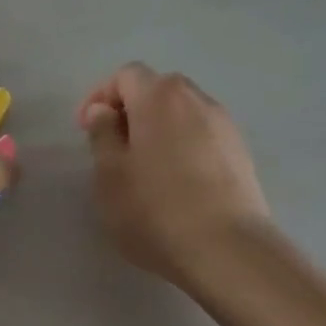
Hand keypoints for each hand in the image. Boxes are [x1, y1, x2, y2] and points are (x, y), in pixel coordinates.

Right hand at [77, 64, 270, 288]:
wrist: (226, 249)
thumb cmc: (154, 209)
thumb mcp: (109, 175)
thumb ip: (102, 134)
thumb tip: (104, 111)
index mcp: (159, 97)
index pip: (125, 75)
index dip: (99, 96)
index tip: (85, 128)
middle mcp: (197, 100)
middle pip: (157, 88)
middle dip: (130, 109)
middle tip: (112, 146)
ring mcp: (225, 126)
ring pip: (183, 112)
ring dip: (158, 128)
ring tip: (143, 166)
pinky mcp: (241, 153)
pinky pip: (202, 135)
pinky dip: (182, 145)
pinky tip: (175, 182)